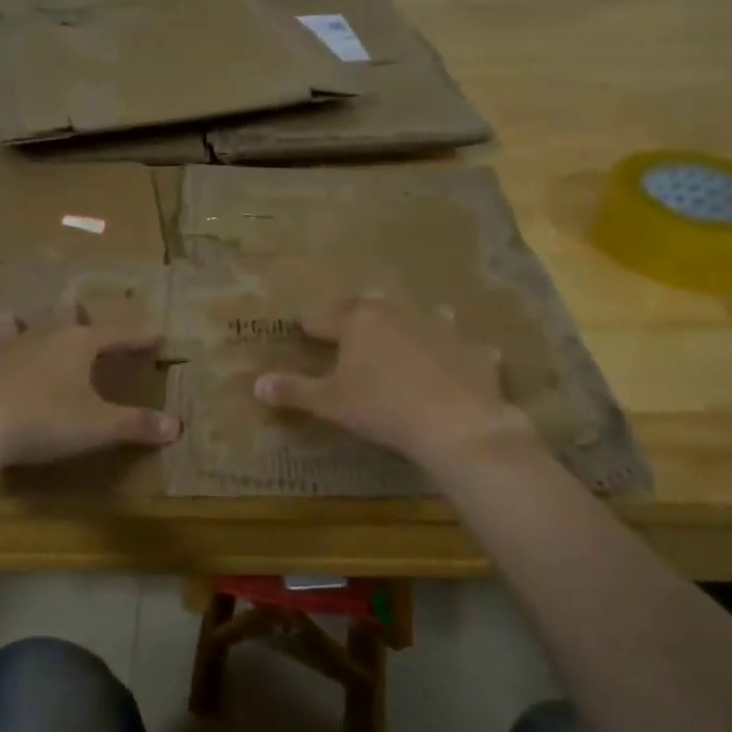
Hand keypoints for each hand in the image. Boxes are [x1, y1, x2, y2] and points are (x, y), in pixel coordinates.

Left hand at [0, 303, 179, 471]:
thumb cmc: (47, 421)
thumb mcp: (100, 426)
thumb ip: (137, 424)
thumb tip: (177, 427)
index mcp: (76, 345)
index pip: (115, 336)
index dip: (137, 337)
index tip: (156, 335)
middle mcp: (40, 341)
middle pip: (60, 318)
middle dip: (71, 309)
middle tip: (74, 296)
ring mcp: (2, 356)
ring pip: (10, 333)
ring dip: (13, 326)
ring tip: (11, 317)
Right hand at [252, 295, 532, 466]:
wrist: (457, 424)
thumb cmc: (382, 407)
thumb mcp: (331, 403)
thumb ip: (294, 390)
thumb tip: (257, 384)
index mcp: (359, 319)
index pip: (324, 316)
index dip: (310, 326)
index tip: (303, 331)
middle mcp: (399, 312)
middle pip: (371, 307)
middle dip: (359, 317)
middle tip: (350, 332)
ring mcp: (442, 328)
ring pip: (422, 316)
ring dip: (412, 324)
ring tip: (407, 340)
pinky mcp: (474, 351)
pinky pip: (463, 347)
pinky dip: (457, 355)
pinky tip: (457, 369)